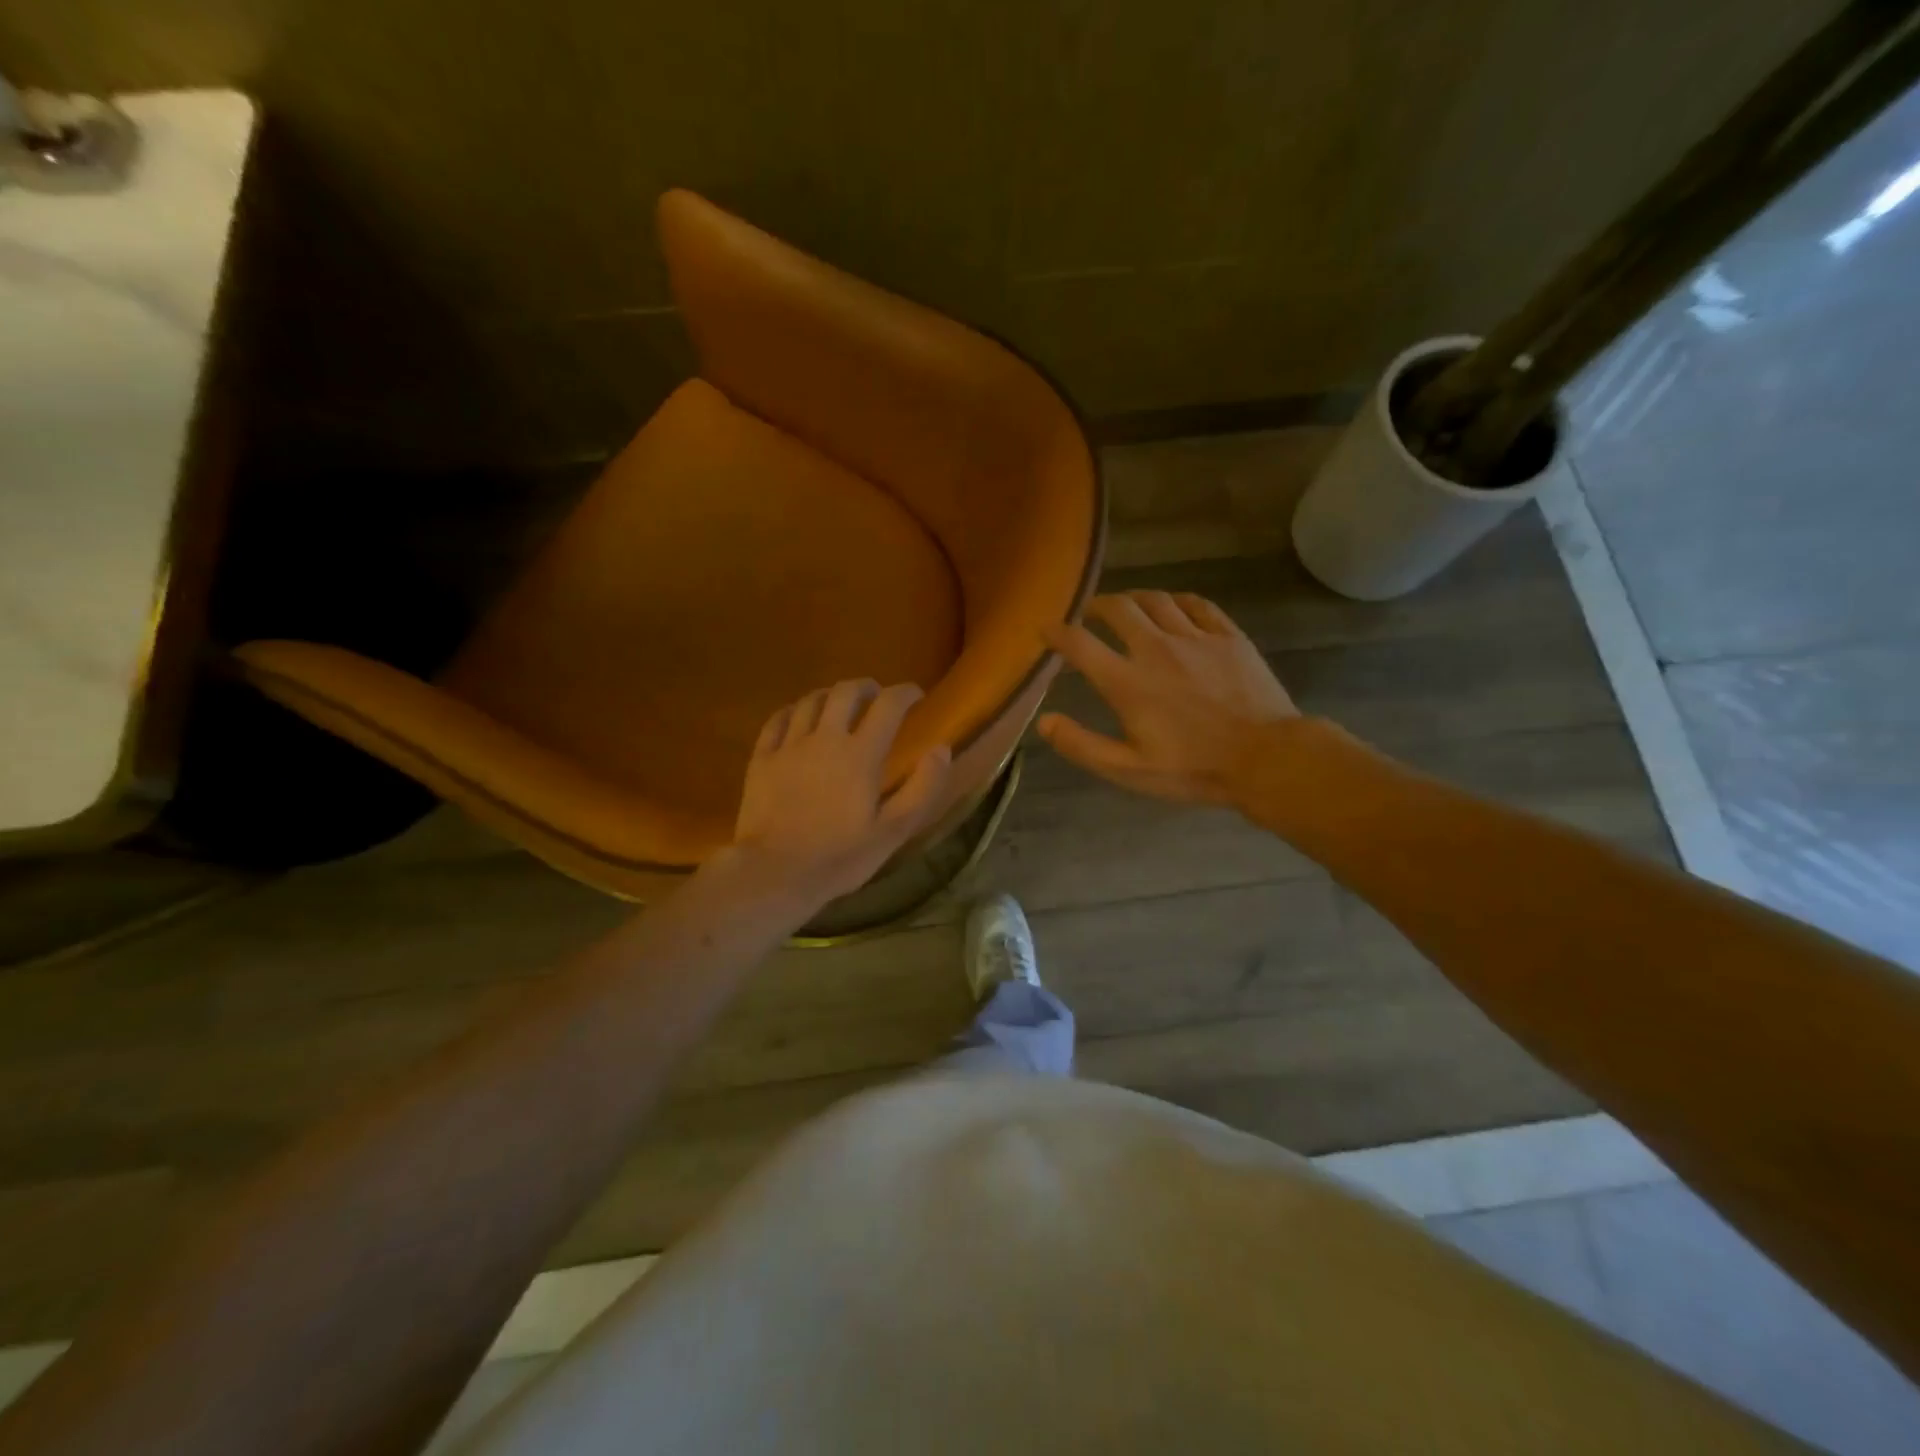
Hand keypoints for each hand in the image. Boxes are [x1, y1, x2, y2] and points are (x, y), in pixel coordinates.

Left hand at [728, 679, 951, 908]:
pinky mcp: (762, 759)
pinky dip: (794, 711)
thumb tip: (942, 749)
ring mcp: (789, 745)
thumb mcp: (894, 831)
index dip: (905, 693)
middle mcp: (825, 738)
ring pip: (811, 701)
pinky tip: (798, 718)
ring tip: (838, 704)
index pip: (889, 705)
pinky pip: (777, 720)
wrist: (774, 873)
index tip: (916, 696)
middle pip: (846, 692)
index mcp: (861, 753)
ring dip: (830, 695)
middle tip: (876, 696)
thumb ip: (923, 787)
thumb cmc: (840, 857)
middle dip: (866, 686)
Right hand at [1039, 591, 1297, 806]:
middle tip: (1089, 613)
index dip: (1056, 633)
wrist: (1267, 758)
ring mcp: (1196, 638)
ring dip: (1133, 599)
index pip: (1080, 644)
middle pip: (1118, 608)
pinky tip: (1172, 608)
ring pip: (1156, 599)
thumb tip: (1044, 721)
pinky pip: (1197, 604)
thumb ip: (1082, 745)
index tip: (1046, 630)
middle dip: (1096, 605)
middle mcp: (1157, 649)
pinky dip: (1176, 601)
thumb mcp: (1129, 770)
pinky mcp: (1228, 636)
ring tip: (1126, 607)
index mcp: (1128, 682)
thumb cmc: (1194, 769)